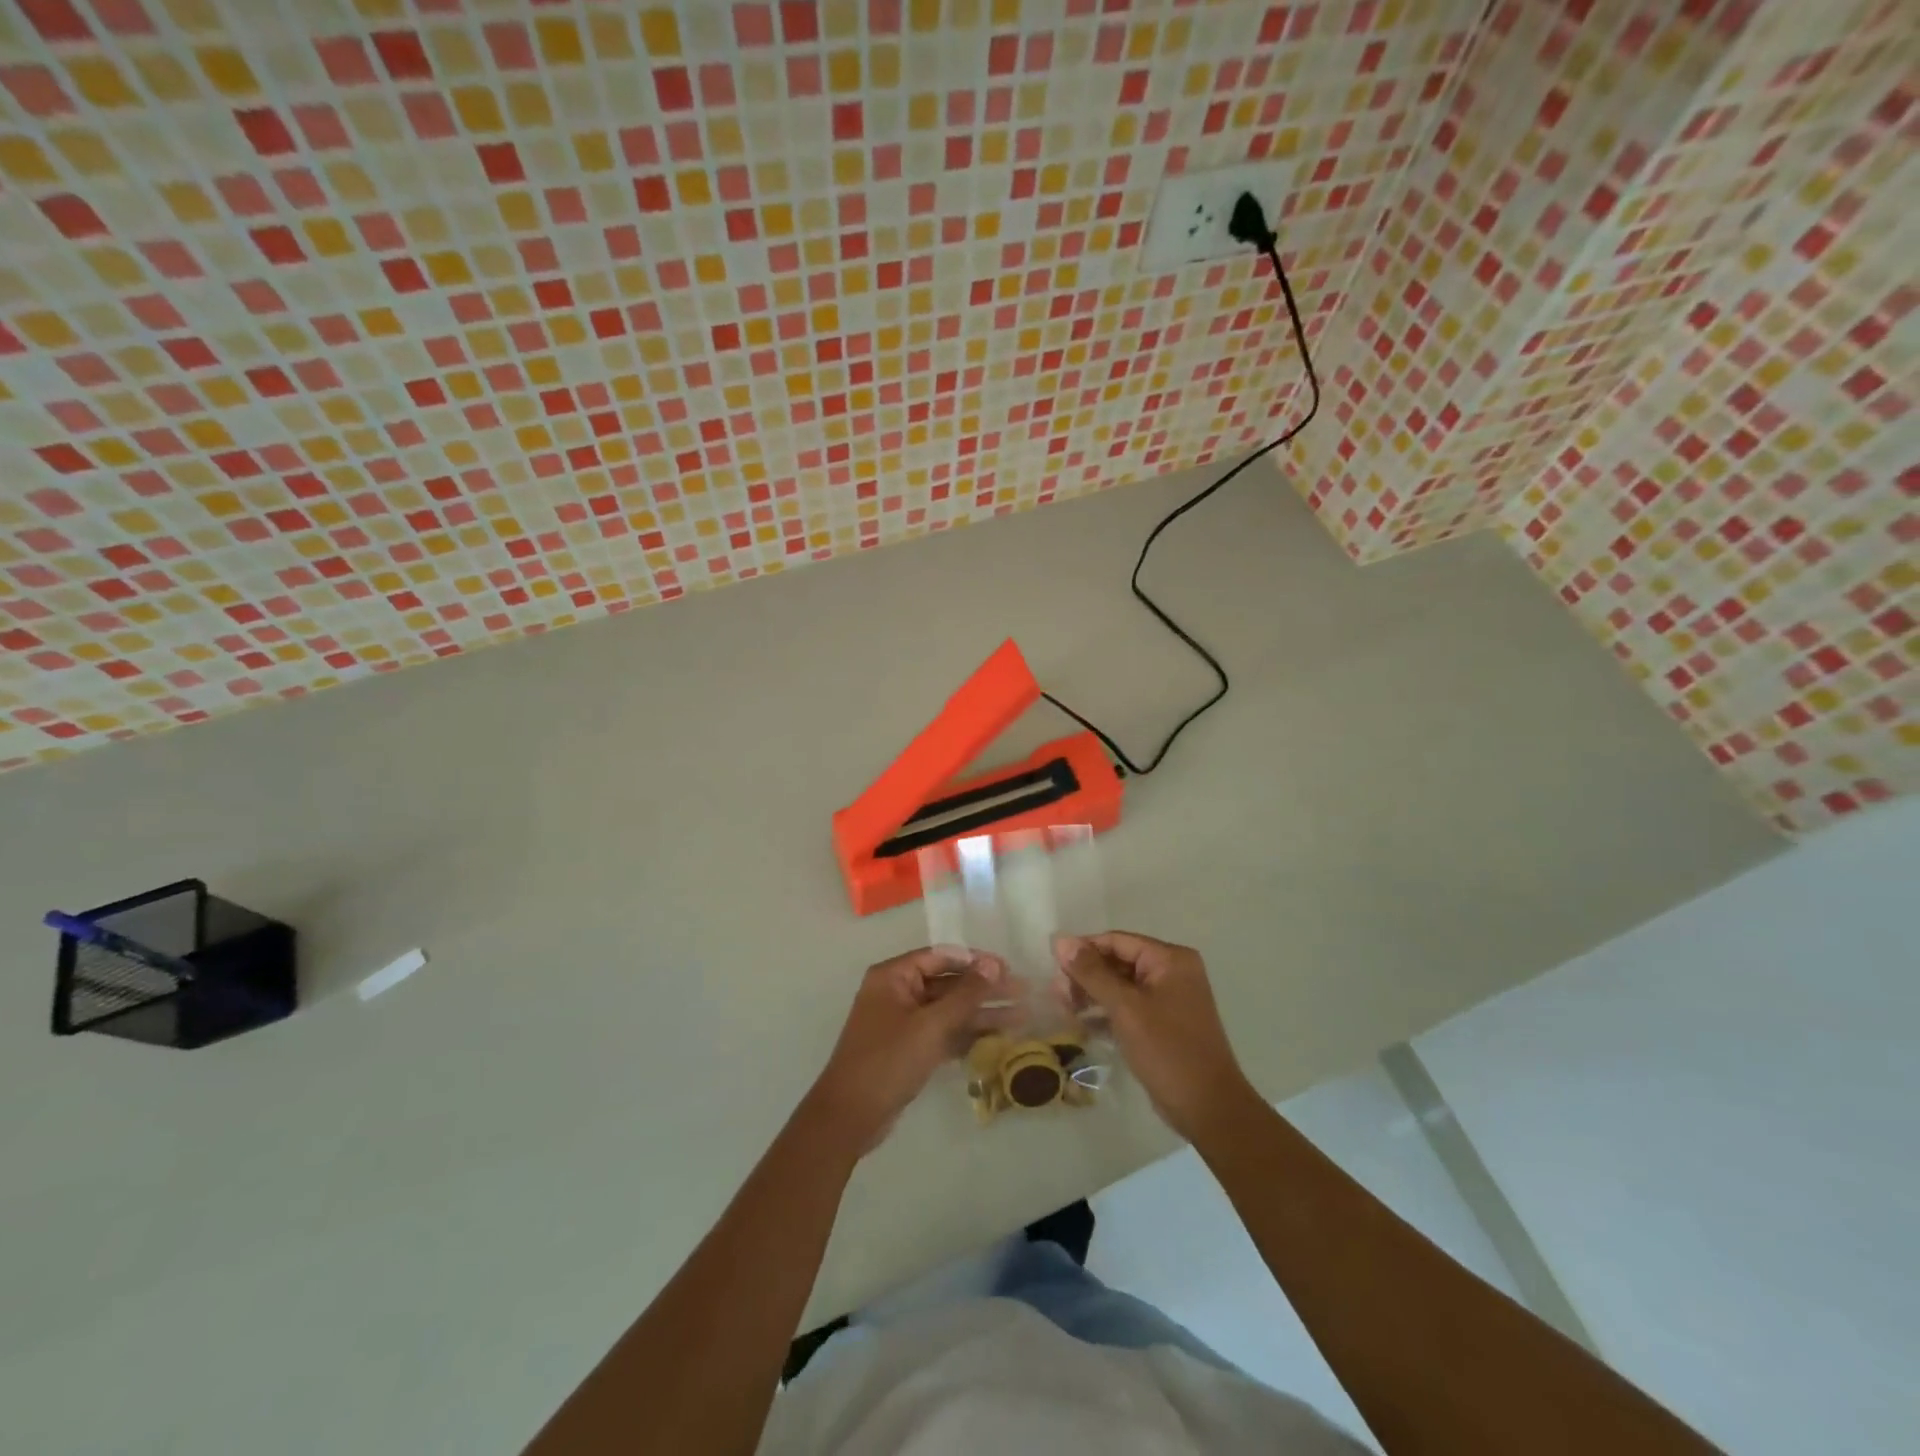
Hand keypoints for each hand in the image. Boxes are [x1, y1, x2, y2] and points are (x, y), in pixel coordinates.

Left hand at [807, 948, 1007, 1154]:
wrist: (850, 1116)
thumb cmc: (888, 1060)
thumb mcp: (931, 1025)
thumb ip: (965, 994)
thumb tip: (993, 963)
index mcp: (893, 976)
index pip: (941, 957)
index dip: (976, 961)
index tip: (1008, 968)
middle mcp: (897, 992)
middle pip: (948, 983)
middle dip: (985, 989)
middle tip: (1023, 992)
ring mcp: (903, 1022)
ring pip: (949, 1010)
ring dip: (982, 1013)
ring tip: (1022, 1016)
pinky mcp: (909, 1048)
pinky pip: (943, 1032)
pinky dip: (967, 1034)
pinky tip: (999, 1038)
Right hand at [1054, 932, 1258, 1141]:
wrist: (1208, 1108)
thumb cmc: (1167, 1050)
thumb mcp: (1125, 1008)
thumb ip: (1091, 973)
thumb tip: (1061, 941)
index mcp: (1170, 959)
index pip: (1117, 941)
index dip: (1083, 949)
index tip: (1052, 964)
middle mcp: (1173, 971)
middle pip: (1118, 961)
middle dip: (1086, 974)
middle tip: (1057, 992)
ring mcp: (1170, 998)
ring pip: (1122, 985)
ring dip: (1093, 994)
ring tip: (1064, 1007)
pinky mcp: (1164, 1023)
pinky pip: (1130, 1007)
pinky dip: (1107, 1012)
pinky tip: (1082, 1023)